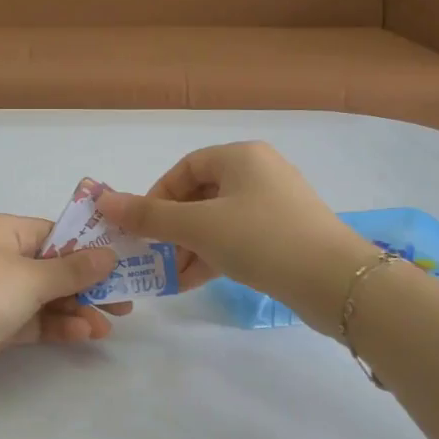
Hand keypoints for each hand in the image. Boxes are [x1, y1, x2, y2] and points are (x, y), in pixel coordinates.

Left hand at [0, 215, 128, 402]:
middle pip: (53, 267)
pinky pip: (31, 321)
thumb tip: (108, 255)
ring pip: (45, 297)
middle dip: (88, 285)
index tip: (124, 265)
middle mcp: (0, 257)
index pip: (56, 234)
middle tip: (126, 303)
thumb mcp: (30, 277)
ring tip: (108, 326)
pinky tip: (83, 335)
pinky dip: (56, 326)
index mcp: (6, 232)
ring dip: (76, 309)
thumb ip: (72, 270)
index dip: (91, 249)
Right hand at [98, 142, 366, 325]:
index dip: (157, 195)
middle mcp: (259, 172)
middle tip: (152, 254)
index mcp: (240, 156)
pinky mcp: (287, 234)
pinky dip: (215, 255)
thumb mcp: (198, 226)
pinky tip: (195, 281)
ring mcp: (276, 204)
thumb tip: (104, 201)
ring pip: (219, 220)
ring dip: (190, 246)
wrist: (334, 281)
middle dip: (172, 228)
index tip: (142, 226)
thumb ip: (149, 216)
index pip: (186, 168)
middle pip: (201, 195)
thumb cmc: (261, 239)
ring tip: (170, 276)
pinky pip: (239, 238)